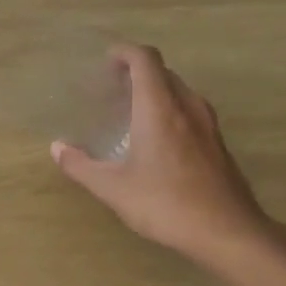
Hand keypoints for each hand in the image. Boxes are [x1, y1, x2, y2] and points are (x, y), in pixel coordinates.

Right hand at [51, 43, 285, 275]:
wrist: (228, 232)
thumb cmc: (166, 204)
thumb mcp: (114, 189)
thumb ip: (81, 166)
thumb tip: (57, 148)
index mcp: (159, 108)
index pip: (145, 60)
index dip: (124, 52)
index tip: (105, 61)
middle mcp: (187, 107)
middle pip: (163, 72)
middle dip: (136, 71)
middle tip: (112, 88)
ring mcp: (207, 125)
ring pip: (179, 91)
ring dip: (155, 91)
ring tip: (131, 110)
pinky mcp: (218, 144)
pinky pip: (190, 111)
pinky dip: (170, 110)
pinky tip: (156, 139)